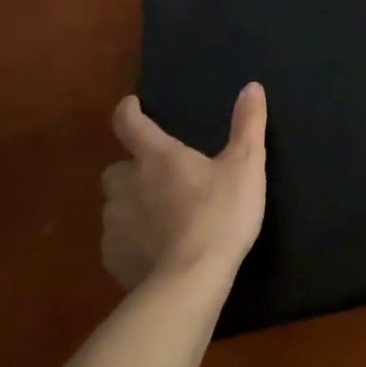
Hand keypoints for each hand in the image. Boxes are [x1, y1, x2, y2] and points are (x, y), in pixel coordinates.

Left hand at [99, 84, 266, 288]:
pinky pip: (117, 240)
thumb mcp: (246, 165)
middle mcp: (127, 185)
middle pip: (117, 168)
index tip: (131, 105)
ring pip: (115, 206)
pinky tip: (155, 249)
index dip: (129, 111)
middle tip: (158, 177)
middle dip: (132, 170)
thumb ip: (248, 124)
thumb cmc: (221, 214)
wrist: (191, 279)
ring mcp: (115, 223)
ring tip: (160, 217)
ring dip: (132, 205)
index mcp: (157, 157)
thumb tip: (252, 86)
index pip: (130, 124)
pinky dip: (132, 239)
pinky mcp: (113, 257)